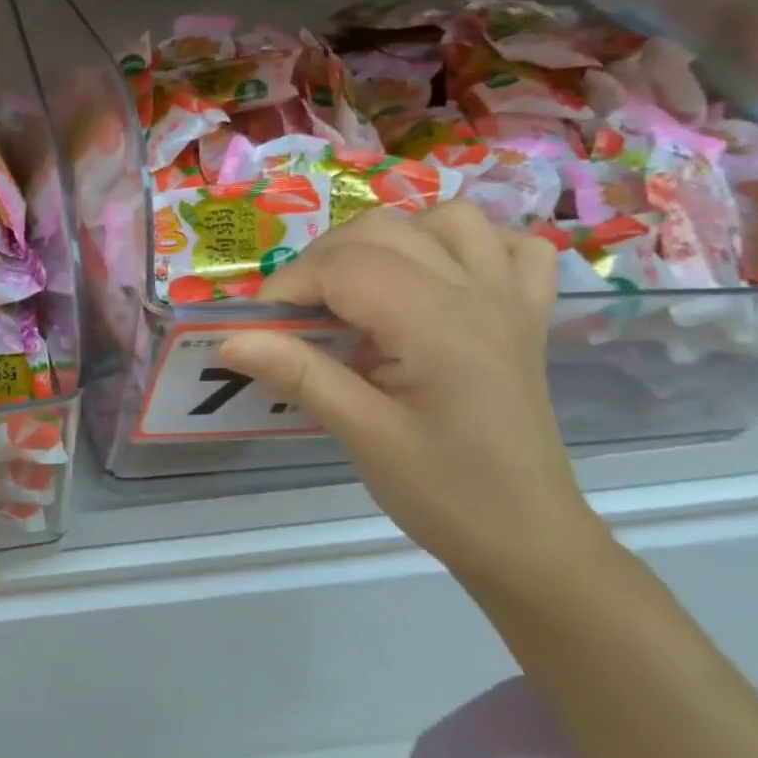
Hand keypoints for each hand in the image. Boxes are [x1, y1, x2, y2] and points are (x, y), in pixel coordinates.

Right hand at [218, 202, 605, 583]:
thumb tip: (230, 339)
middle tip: (294, 318)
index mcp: (438, 324)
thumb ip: (300, 375)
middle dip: (320, 262)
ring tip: (357, 288)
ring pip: (445, 219)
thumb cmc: (444, 493)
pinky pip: (506, 245)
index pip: (344, 266)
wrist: (527, 537)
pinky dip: (464, 245)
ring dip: (388, 240)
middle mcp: (477, 293)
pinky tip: (436, 279)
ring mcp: (509, 299)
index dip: (287, 287)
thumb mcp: (364, 437)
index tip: (256, 329)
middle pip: (382, 230)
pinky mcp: (524, 315)